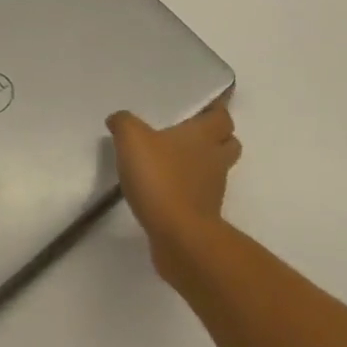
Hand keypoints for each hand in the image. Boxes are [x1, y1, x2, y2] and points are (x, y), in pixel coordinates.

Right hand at [107, 99, 240, 271]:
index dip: (215, 111)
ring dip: (202, 165)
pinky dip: (188, 191)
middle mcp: (214, 159)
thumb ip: (124, 123)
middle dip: (215, 138)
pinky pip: (200, 196)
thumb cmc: (161, 178)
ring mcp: (213, 190)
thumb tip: (118, 119)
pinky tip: (164, 190)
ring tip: (173, 162)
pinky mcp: (204, 216)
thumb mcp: (132, 140)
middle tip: (190, 133)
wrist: (179, 237)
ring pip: (216, 170)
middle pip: (229, 143)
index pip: (222, 117)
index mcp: (203, 135)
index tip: (201, 108)